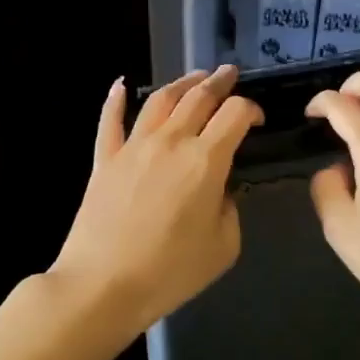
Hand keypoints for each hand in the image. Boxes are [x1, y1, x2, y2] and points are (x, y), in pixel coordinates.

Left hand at [50, 65, 262, 335]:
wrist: (102, 285)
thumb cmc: (170, 271)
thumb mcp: (223, 246)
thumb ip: (229, 209)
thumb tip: (219, 190)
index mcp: (206, 160)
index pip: (236, 114)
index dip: (252, 109)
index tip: (257, 120)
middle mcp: (170, 141)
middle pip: (198, 97)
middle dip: (219, 82)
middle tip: (230, 74)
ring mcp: (133, 146)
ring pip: (159, 100)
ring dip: (181, 83)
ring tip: (194, 78)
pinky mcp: (104, 159)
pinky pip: (110, 121)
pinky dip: (116, 100)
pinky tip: (121, 86)